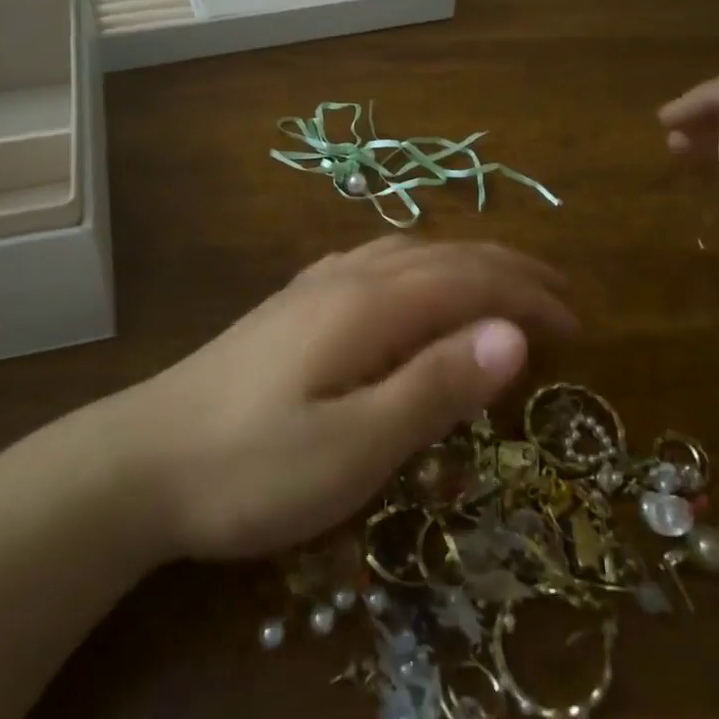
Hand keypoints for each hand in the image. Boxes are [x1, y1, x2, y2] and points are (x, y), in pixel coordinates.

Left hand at [119, 236, 574, 561]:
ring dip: (463, 264)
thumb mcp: (355, 445)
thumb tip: (514, 335)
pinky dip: (417, 266)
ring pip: (407, 253)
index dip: (529, 298)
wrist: (139, 461)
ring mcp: (312, 287)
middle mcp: (345, 278)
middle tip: (560, 298)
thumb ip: (436, 387)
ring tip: (500, 288)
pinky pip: (373, 263)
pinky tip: (409, 286)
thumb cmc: (251, 466)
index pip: (470, 281)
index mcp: (369, 304)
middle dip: (508, 271)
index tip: (578, 326)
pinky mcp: (291, 307)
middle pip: (443, 256)